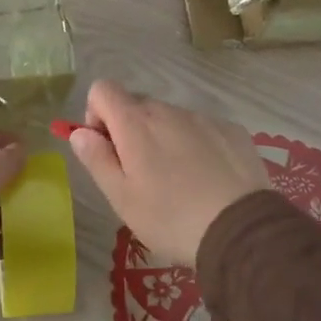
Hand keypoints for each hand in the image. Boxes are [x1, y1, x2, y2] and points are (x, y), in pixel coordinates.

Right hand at [65, 81, 268, 269]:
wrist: (240, 230)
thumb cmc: (170, 218)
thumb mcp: (121, 198)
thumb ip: (96, 159)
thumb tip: (80, 132)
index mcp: (135, 123)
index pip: (102, 89)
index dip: (97, 115)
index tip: (107, 148)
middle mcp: (168, 110)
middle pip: (138, 105)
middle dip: (131, 130)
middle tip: (141, 174)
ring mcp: (204, 118)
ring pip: (171, 118)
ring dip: (164, 138)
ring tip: (179, 182)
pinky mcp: (232, 130)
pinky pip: (202, 128)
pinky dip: (196, 145)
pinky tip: (208, 179)